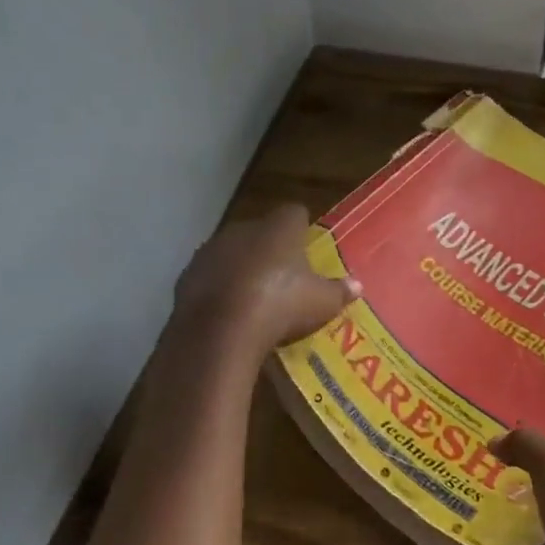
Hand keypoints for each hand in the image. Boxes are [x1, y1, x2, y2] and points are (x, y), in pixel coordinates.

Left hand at [173, 204, 358, 358]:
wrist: (220, 331)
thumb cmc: (281, 305)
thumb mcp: (321, 303)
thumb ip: (339, 292)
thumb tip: (357, 286)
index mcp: (279, 227)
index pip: (294, 213)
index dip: (302, 229)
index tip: (307, 248)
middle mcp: (243, 228)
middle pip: (260, 232)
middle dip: (270, 250)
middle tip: (284, 278)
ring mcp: (210, 250)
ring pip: (231, 253)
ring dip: (241, 268)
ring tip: (254, 298)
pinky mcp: (187, 276)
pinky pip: (210, 277)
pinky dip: (219, 289)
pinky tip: (228, 312)